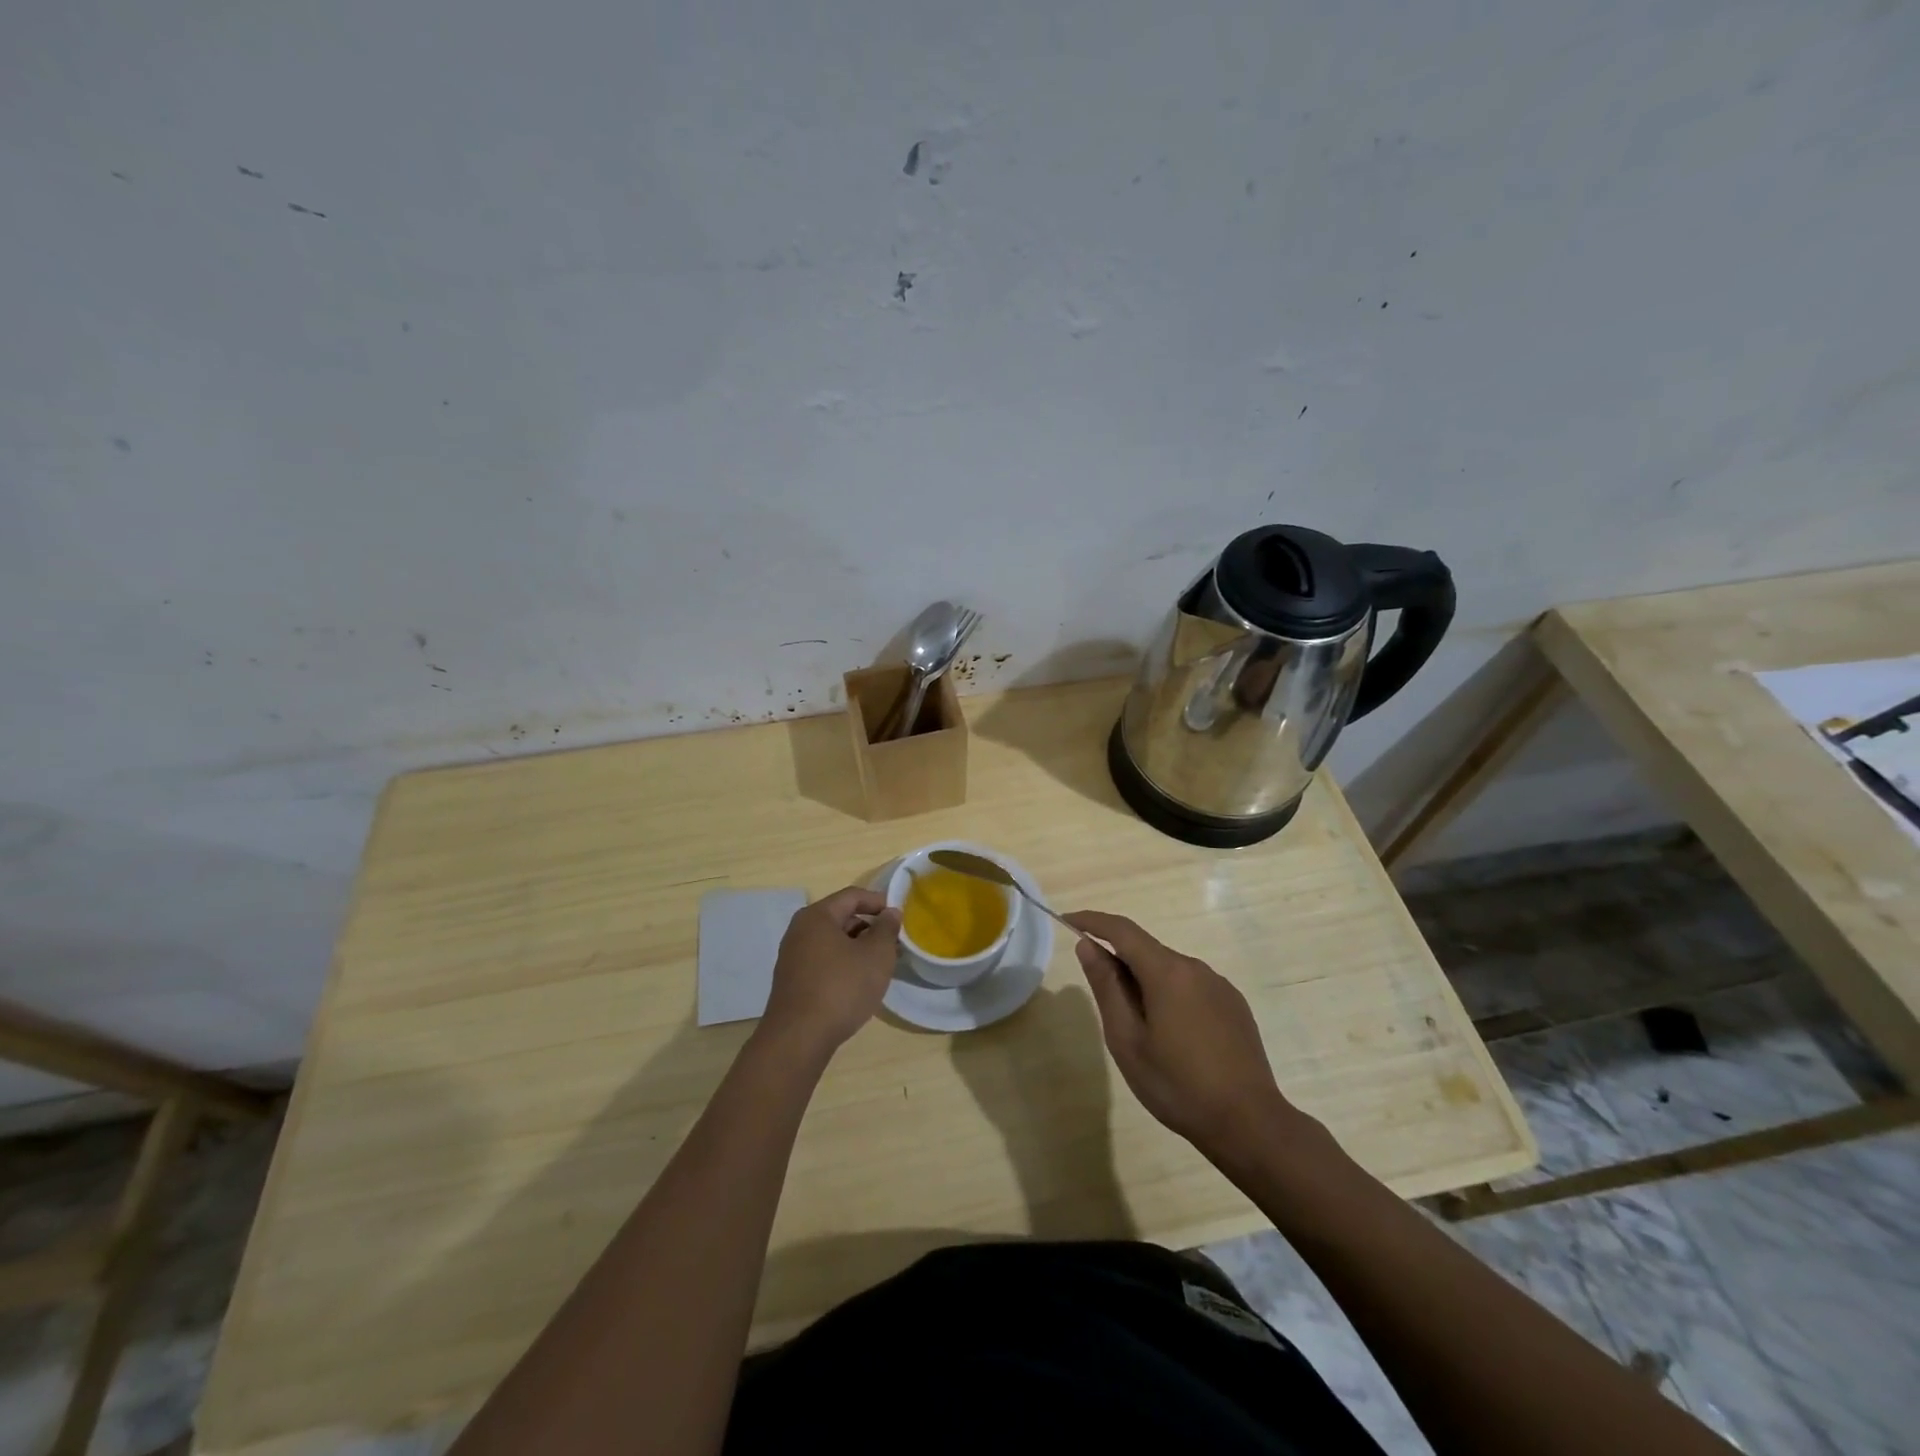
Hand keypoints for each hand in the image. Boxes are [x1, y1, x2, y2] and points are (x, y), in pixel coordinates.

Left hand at [760, 887, 901, 1056]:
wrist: (798, 1038)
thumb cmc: (841, 988)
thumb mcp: (876, 955)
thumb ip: (886, 929)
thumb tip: (889, 913)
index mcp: (817, 916)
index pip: (852, 896)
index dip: (878, 902)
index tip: (899, 918)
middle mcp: (800, 930)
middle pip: (841, 917)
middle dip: (869, 928)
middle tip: (893, 945)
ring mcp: (792, 957)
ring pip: (833, 942)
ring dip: (858, 949)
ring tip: (880, 966)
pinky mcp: (792, 981)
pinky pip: (823, 961)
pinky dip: (843, 964)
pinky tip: (858, 984)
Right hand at [1064, 910, 1289, 1163]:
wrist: (1249, 1124)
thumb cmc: (1177, 1085)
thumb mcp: (1127, 1040)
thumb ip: (1107, 987)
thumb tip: (1088, 945)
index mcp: (1167, 972)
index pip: (1122, 930)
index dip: (1092, 921)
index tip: (1068, 921)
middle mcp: (1195, 968)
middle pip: (1147, 951)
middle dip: (1119, 963)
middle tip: (1103, 1003)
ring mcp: (1219, 985)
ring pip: (1169, 971)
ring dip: (1146, 984)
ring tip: (1140, 1031)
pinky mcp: (1234, 1005)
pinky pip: (1192, 987)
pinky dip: (1171, 997)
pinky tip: (1174, 1038)